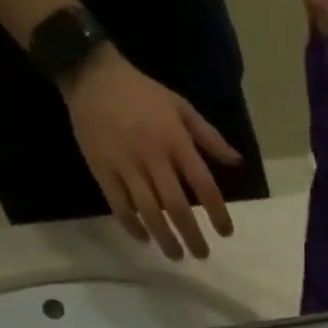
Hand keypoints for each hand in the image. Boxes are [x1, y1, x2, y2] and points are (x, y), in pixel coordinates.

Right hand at [62, 48, 240, 260]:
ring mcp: (125, 165)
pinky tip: (145, 239)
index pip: (204, 185)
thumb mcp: (181, 106)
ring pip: (148, 212)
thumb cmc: (142, 93)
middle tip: (202, 255)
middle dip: (192, 235)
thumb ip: (210, 137)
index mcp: (175, 141)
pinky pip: (119, 205)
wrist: (90, 72)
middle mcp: (152, 156)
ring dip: (165, 238)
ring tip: (176, 255)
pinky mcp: (102, 169)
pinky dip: (132, 226)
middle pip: (176, 207)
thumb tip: (237, 162)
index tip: (226, 233)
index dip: (218, 213)